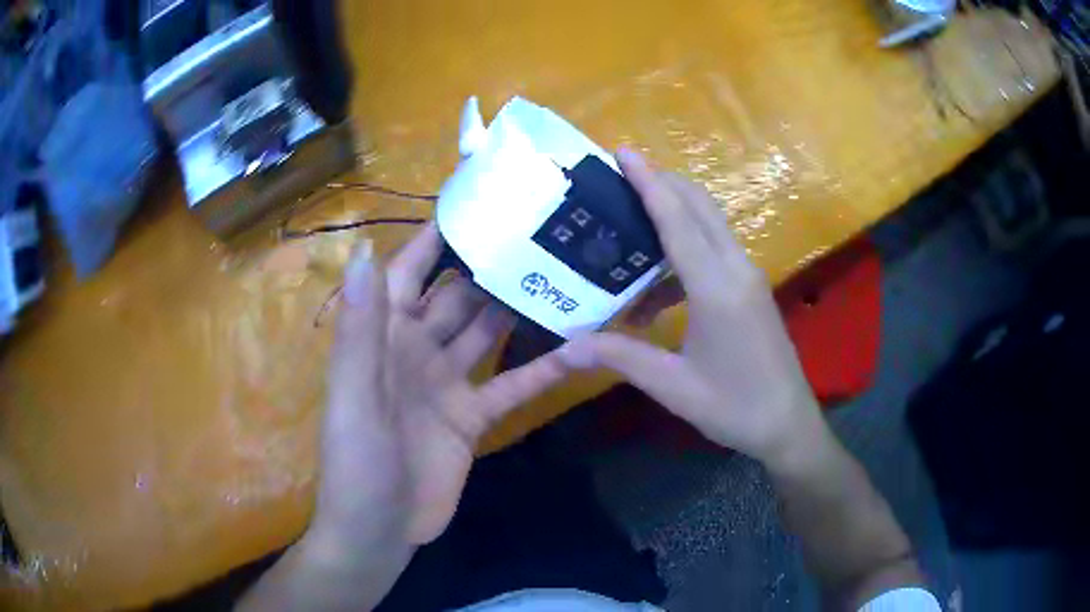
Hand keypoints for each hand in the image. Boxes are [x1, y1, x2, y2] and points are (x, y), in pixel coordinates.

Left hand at [310, 225, 569, 556]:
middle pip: (456, 296)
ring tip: (561, 273)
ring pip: (486, 333)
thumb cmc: (357, 463)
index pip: (409, 271)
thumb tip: (362, 251)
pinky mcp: (473, 417)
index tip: (476, 201)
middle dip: (488, 264)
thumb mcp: (354, 396)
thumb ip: (361, 328)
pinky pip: (510, 385)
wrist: (380, 530)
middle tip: (538, 231)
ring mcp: (447, 383)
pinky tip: (578, 349)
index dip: (435, 236)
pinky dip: (541, 371)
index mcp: (383, 337)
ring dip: (517, 307)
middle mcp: (416, 349)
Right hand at [559, 149, 822, 466]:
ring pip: (710, 223)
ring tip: (630, 225)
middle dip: (662, 183)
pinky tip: (656, 288)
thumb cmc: (734, 407)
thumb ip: (620, 357)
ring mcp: (748, 276)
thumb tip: (565, 347)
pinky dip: (685, 248)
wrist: (788, 424)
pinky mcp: (751, 289)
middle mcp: (736, 269)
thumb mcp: (673, 386)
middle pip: (699, 207)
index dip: (648, 183)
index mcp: (717, 288)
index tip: (623, 152)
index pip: (678, 221)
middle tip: (618, 178)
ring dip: (674, 213)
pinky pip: (715, 249)